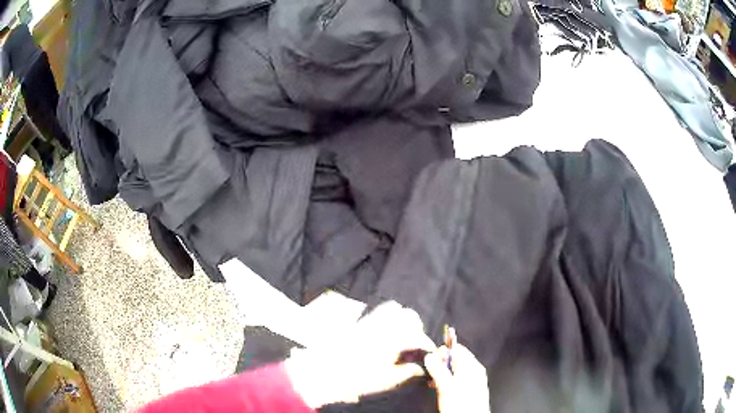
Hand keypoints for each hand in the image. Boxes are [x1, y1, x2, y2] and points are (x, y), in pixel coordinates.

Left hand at [285, 301, 435, 408]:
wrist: (327, 373)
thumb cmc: (359, 378)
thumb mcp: (388, 379)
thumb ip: (408, 372)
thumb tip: (420, 368)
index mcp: (393, 339)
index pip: (418, 336)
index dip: (427, 344)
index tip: (430, 350)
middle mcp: (383, 325)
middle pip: (409, 315)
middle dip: (417, 326)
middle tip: (416, 342)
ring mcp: (369, 321)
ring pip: (393, 308)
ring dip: (402, 318)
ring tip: (402, 334)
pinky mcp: (359, 323)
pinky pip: (378, 312)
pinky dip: (387, 318)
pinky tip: (385, 333)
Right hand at [425, 342, 490, 412]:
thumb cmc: (461, 404)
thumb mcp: (446, 386)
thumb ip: (438, 369)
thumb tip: (429, 356)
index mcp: (473, 366)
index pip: (457, 349)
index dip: (442, 352)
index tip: (430, 359)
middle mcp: (474, 371)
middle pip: (455, 359)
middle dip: (440, 364)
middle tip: (429, 371)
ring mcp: (472, 380)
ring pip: (454, 370)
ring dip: (441, 373)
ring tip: (432, 381)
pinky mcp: (468, 389)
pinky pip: (455, 379)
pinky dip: (445, 380)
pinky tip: (438, 387)